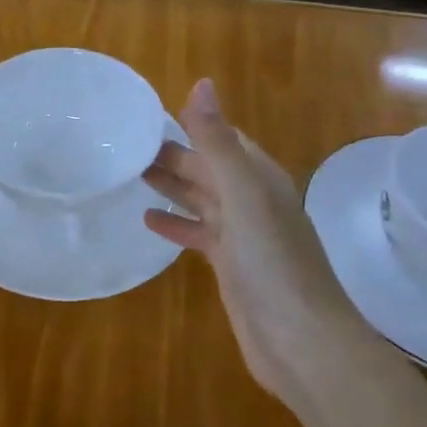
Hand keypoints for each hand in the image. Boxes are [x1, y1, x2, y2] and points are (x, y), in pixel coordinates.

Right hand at [142, 79, 370, 409]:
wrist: (302, 342)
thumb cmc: (273, 261)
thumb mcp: (243, 194)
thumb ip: (218, 142)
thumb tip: (201, 84)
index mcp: (259, 177)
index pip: (222, 138)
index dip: (190, 123)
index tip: (147, 115)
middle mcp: (252, 200)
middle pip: (207, 168)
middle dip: (173, 154)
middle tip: (124, 146)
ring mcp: (242, 235)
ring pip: (201, 198)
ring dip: (171, 185)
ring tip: (131, 173)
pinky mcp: (231, 266)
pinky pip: (198, 233)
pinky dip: (176, 224)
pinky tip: (148, 220)